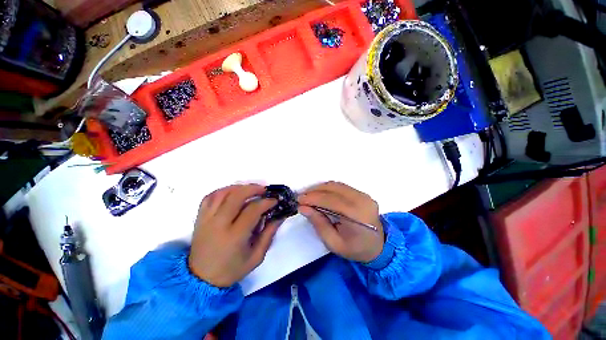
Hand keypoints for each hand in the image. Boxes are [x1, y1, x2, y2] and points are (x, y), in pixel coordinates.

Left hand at [189, 184, 281, 286]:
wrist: (201, 279)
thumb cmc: (232, 269)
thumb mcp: (256, 257)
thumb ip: (269, 234)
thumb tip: (279, 216)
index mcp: (235, 236)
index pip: (252, 210)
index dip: (266, 202)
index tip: (274, 200)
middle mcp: (219, 224)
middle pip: (236, 196)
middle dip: (253, 189)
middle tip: (264, 190)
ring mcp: (207, 219)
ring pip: (222, 193)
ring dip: (239, 187)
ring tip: (250, 189)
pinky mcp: (200, 218)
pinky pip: (210, 197)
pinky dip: (222, 191)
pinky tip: (232, 192)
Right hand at [297, 182, 383, 262]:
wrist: (379, 247)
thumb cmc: (355, 249)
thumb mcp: (333, 243)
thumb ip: (318, 223)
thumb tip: (303, 208)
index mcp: (356, 215)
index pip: (330, 200)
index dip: (313, 198)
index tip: (299, 200)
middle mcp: (362, 200)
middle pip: (333, 189)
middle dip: (314, 191)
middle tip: (302, 197)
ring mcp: (364, 195)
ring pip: (337, 185)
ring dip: (320, 188)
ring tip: (309, 195)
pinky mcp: (363, 193)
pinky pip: (342, 186)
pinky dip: (328, 188)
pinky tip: (320, 194)